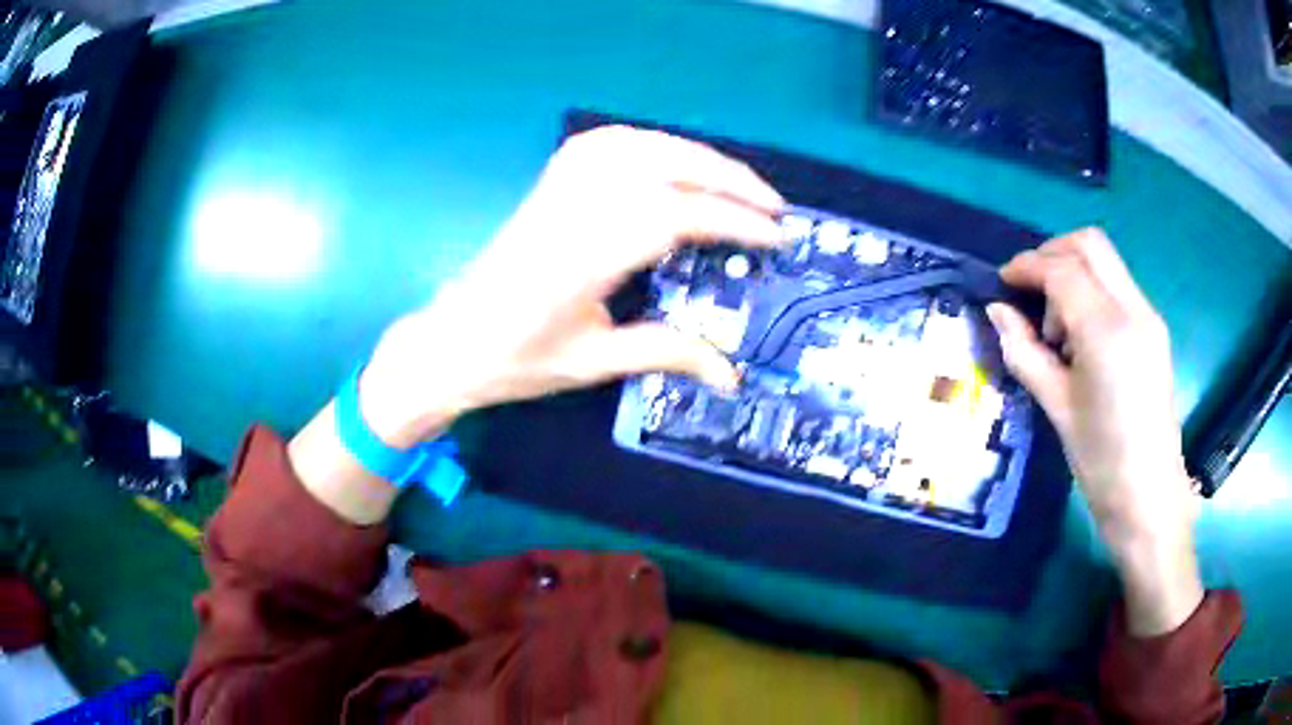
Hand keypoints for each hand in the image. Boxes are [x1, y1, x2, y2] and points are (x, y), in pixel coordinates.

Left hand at [290, 127, 784, 524]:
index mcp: (581, 259)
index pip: (673, 217)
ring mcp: (557, 188)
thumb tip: (730, 372)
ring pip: (639, 145)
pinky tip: (675, 156)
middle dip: (728, 179)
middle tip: (772, 204)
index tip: (773, 235)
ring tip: (736, 181)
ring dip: (697, 154)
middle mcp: (571, 210)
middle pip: (662, 167)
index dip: (731, 221)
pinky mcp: (550, 181)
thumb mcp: (592, 364)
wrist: (452, 341)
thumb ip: (665, 354)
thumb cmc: (513, 359)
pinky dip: (652, 140)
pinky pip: (608, 141)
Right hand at [987, 229, 1202, 635]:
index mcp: (1107, 331)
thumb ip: (1025, 351)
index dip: (1027, 267)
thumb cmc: (1101, 462)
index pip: (1063, 269)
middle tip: (1029, 289)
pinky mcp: (1154, 330)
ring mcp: (1149, 317)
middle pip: (1089, 245)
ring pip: (1106, 261)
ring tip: (1057, 328)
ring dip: (1073, 272)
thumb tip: (997, 312)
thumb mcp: (1056, 408)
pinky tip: (1080, 336)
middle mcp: (1133, 310)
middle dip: (1052, 253)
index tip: (1003, 282)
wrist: (1150, 498)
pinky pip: (1118, 286)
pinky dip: (1091, 291)